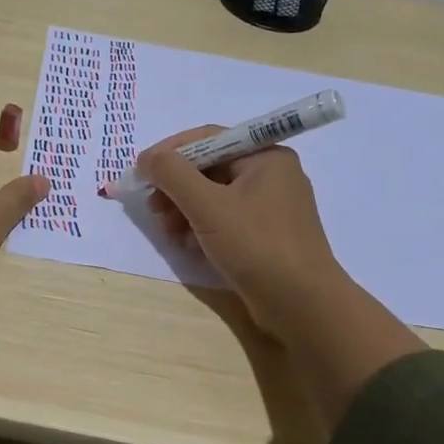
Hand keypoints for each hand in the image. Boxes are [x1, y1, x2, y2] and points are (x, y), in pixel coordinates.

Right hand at [141, 127, 423, 423]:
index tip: (141, 170)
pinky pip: (225, 218)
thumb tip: (147, 158)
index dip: (170, 152)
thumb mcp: (207, 205)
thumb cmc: (256, 245)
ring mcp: (270, 206)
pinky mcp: (266, 234)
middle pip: (209, 168)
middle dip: (176, 187)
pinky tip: (188, 245)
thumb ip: (172, 174)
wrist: (302, 305)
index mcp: (265, 156)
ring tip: (168, 232)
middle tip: (153, 207)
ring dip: (184, 209)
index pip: (208, 138)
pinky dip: (202, 226)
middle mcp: (271, 174)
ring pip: (214, 195)